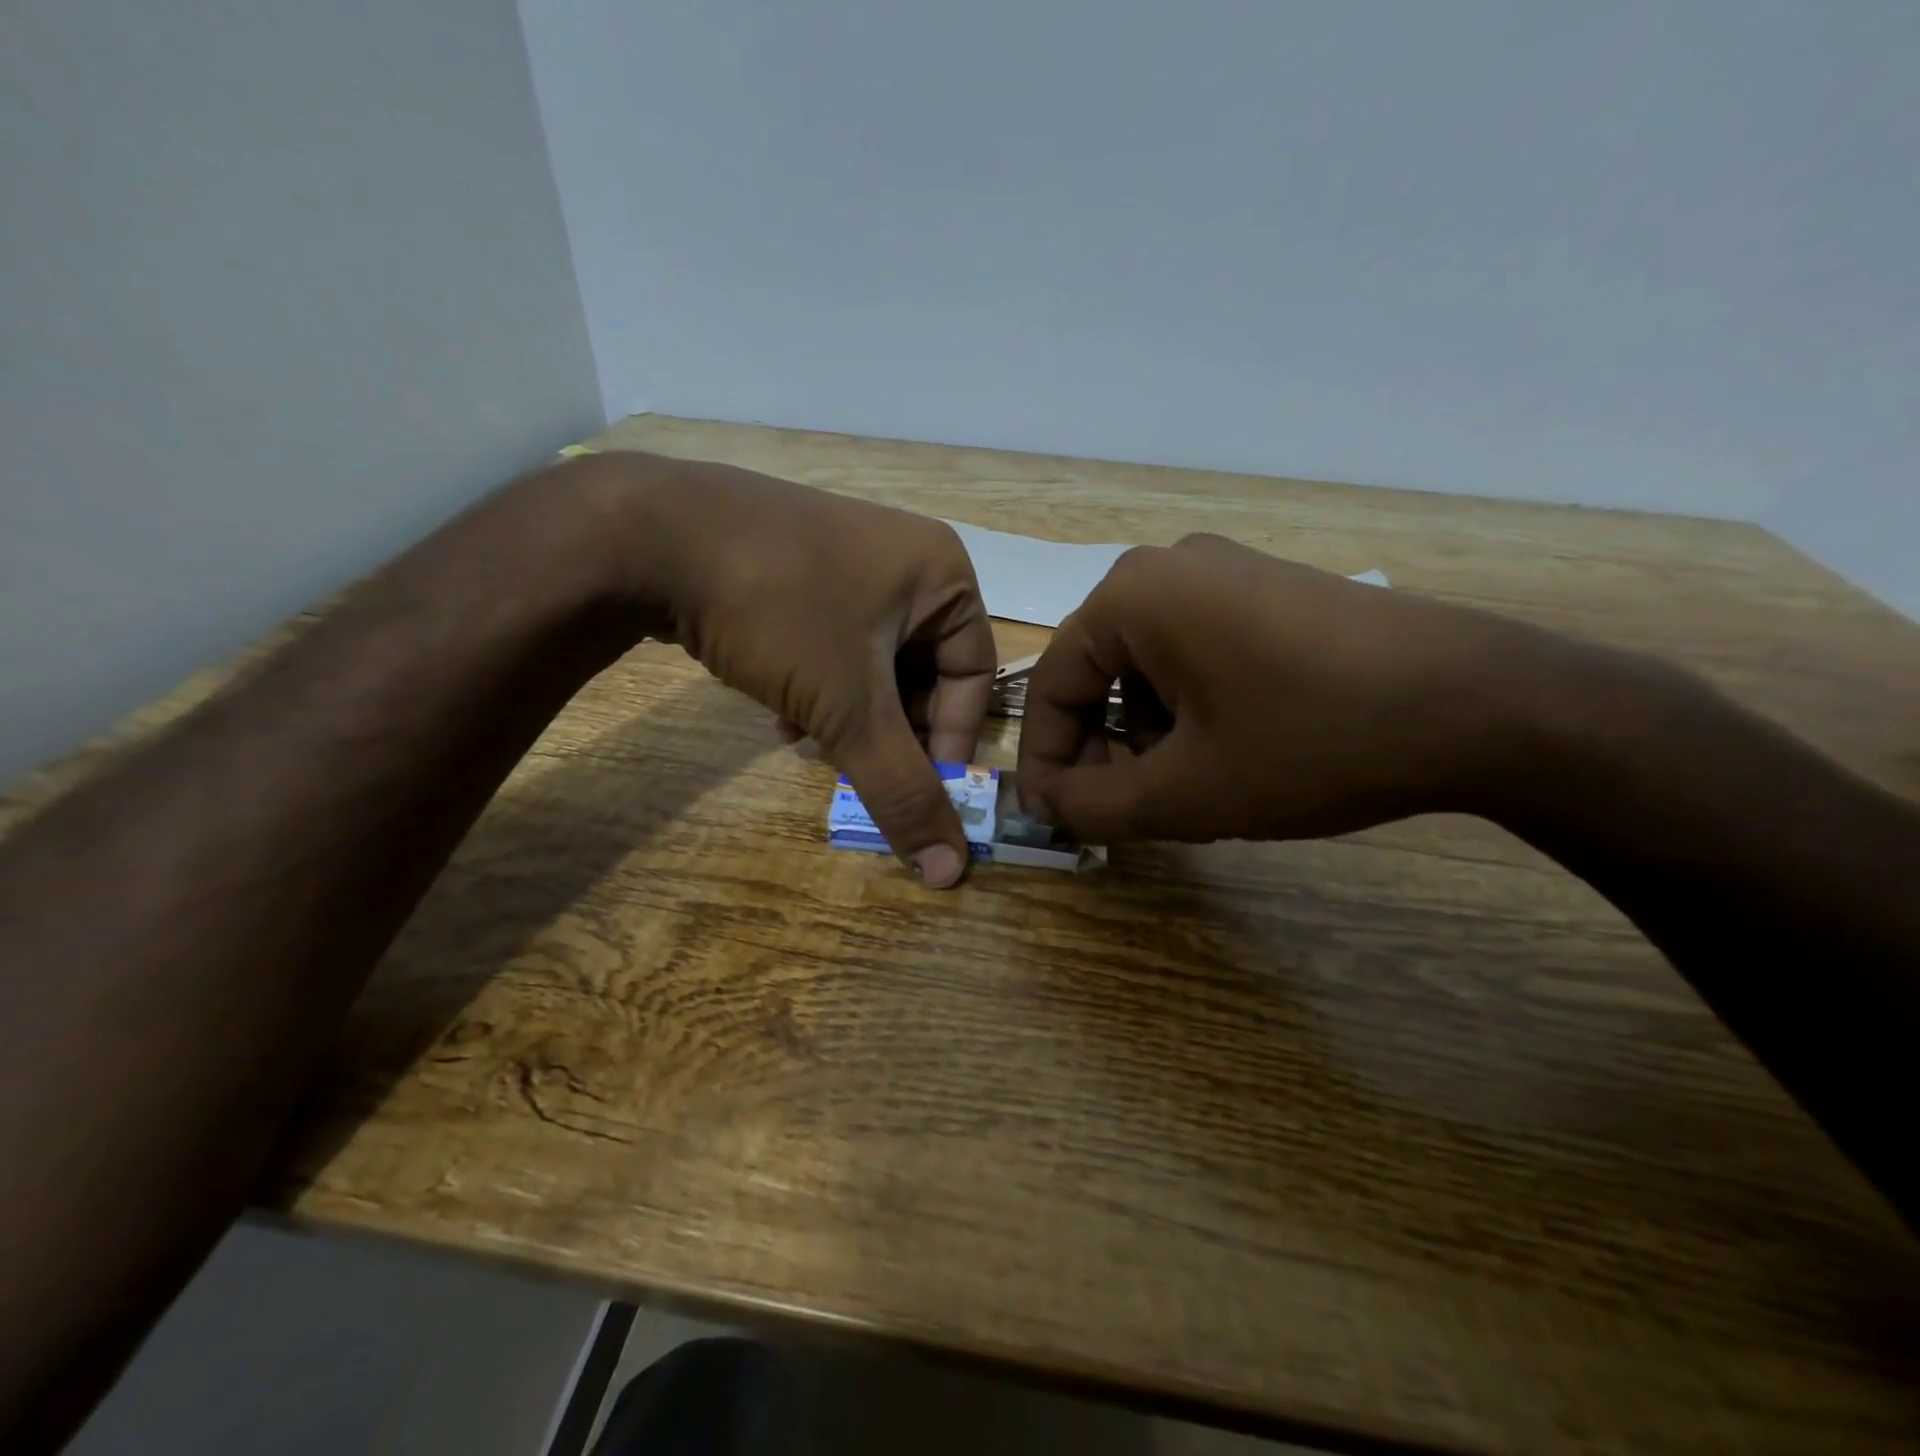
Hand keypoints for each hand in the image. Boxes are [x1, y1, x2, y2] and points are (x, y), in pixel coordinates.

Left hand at [579, 452, 995, 886]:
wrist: (646, 534)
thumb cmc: (779, 610)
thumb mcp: (849, 708)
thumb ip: (901, 790)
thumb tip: (950, 870)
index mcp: (942, 574)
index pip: (973, 675)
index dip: (949, 740)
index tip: (917, 790)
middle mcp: (905, 559)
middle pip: (922, 672)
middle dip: (889, 728)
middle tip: (857, 765)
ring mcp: (848, 558)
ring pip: (873, 664)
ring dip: (850, 715)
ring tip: (809, 741)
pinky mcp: (800, 568)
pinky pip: (834, 643)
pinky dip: (819, 686)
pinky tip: (782, 714)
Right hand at [1015, 534, 1552, 842]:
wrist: (1483, 705)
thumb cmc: (1311, 742)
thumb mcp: (1185, 792)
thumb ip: (1092, 806)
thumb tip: (1045, 805)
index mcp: (1131, 595)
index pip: (1052, 685)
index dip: (1047, 760)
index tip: (1055, 817)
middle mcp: (1168, 567)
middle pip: (1099, 673)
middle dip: (1104, 748)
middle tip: (1127, 809)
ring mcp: (1226, 572)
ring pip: (1148, 668)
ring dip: (1150, 734)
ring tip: (1195, 783)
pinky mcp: (1271, 592)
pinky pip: (1197, 653)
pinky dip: (1193, 708)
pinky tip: (1235, 748)